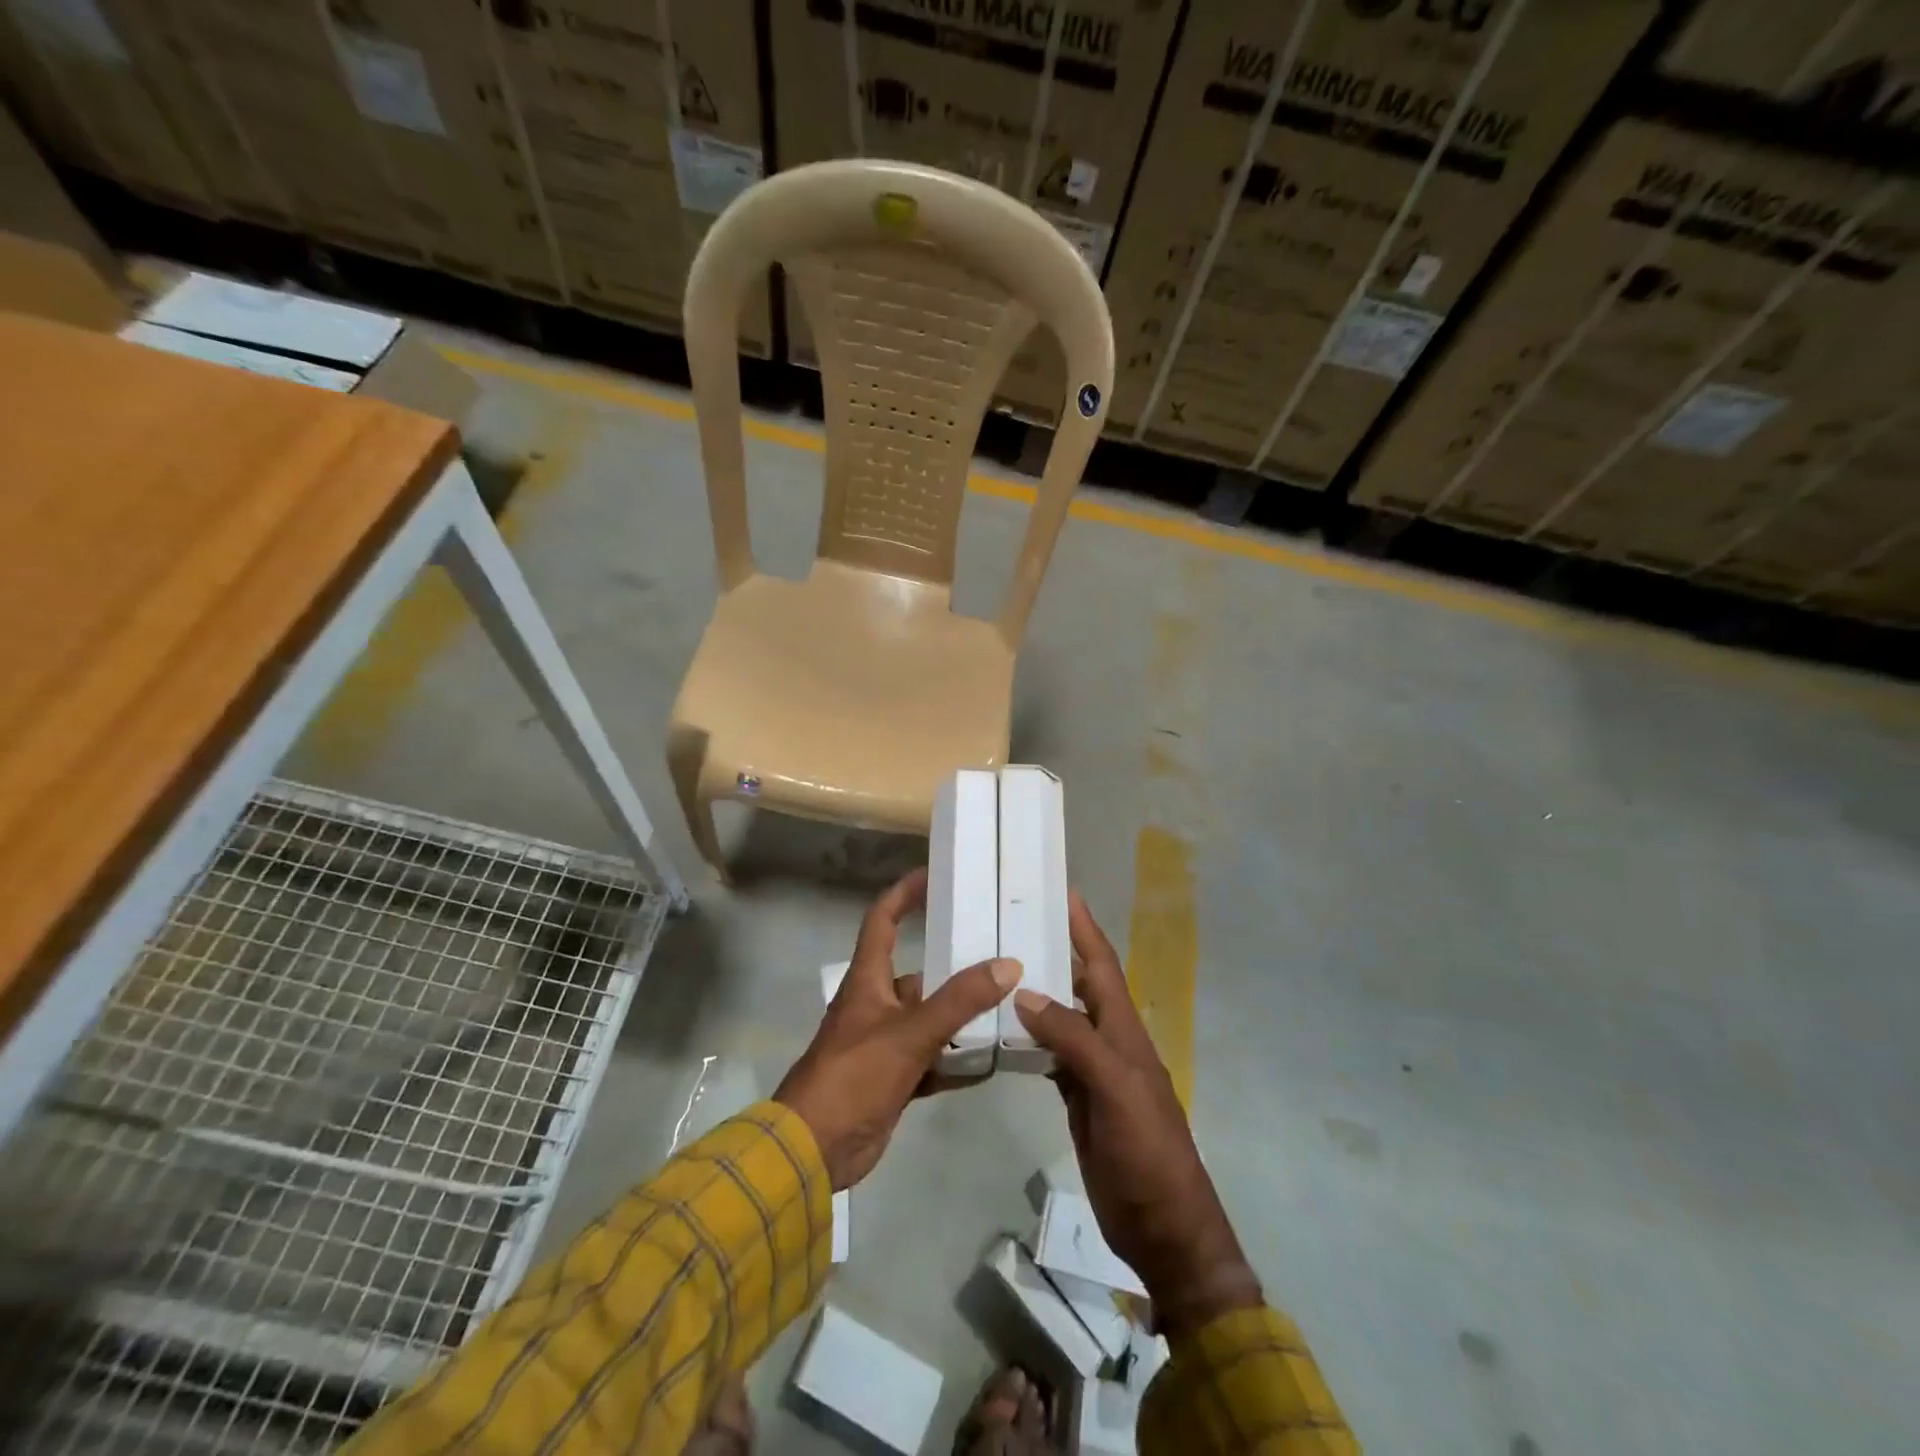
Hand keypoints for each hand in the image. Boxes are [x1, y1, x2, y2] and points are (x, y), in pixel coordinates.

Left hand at [776, 867, 1020, 1190]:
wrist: (813, 1150)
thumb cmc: (854, 1075)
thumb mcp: (910, 1032)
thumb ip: (959, 1001)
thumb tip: (1008, 965)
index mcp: (869, 979)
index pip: (883, 920)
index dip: (905, 893)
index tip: (934, 876)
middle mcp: (876, 1003)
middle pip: (919, 972)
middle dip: (954, 964)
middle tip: (999, 952)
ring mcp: (885, 1043)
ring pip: (930, 1018)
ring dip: (961, 1015)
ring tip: (1008, 1004)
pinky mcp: (894, 1078)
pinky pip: (933, 1059)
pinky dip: (958, 1059)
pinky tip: (993, 1061)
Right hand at [1014, 892, 1261, 1336]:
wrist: (1163, 1226)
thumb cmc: (1147, 1152)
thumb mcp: (1115, 1089)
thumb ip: (1074, 1039)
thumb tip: (1027, 992)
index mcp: (1124, 1030)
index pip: (1102, 966)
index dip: (1084, 928)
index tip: (1062, 890)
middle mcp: (1110, 1040)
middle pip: (1080, 984)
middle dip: (1056, 950)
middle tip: (1014, 923)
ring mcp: (1095, 1070)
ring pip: (1063, 1017)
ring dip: (1039, 991)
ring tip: (1001, 967)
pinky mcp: (1080, 1098)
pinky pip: (1052, 1054)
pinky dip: (1031, 1036)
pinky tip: (1006, 1029)